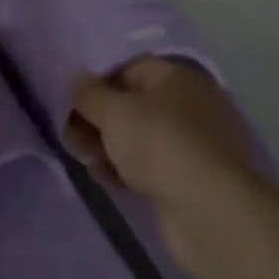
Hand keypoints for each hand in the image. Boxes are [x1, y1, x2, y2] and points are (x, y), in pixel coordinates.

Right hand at [65, 57, 258, 208]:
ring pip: (140, 137)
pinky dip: (126, 168)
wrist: (209, 211)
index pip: (128, 67)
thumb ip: (89, 93)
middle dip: (99, 118)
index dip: (96, 81)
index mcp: (176, 76)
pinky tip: (102, 177)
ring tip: (81, 158)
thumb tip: (75, 76)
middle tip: (69, 134)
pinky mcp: (191, 180)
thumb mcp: (115, 112)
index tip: (69, 100)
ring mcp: (193, 144)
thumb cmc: (160, 143)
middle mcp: (189, 104)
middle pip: (133, 104)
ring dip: (108, 145)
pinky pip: (150, 166)